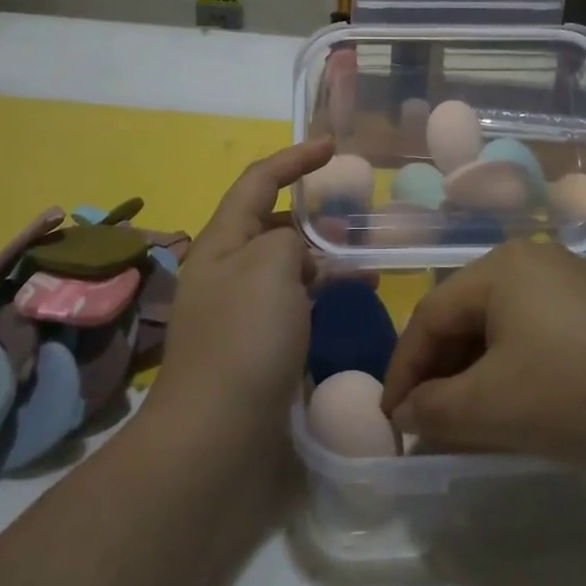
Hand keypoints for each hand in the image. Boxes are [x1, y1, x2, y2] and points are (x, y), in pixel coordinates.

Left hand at [147, 138, 334, 453]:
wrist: (217, 439)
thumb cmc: (243, 340)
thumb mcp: (268, 267)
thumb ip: (287, 240)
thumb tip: (296, 252)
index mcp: (220, 243)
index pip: (257, 182)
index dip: (293, 159)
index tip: (331, 146)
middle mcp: (227, 272)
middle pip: (272, 225)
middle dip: (312, 215)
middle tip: (357, 216)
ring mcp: (242, 313)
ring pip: (289, 268)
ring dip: (325, 259)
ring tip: (369, 262)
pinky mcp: (259, 348)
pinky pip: (296, 304)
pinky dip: (323, 295)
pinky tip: (353, 301)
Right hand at [379, 241, 585, 476]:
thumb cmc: (570, 393)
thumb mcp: (489, 407)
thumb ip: (432, 410)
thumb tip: (405, 415)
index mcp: (500, 266)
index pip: (430, 315)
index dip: (403, 369)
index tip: (390, 420)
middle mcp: (533, 261)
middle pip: (465, 317)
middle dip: (440, 373)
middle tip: (426, 423)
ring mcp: (572, 282)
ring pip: (501, 328)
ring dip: (475, 375)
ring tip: (465, 422)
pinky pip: (536, 334)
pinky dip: (513, 370)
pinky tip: (515, 407)